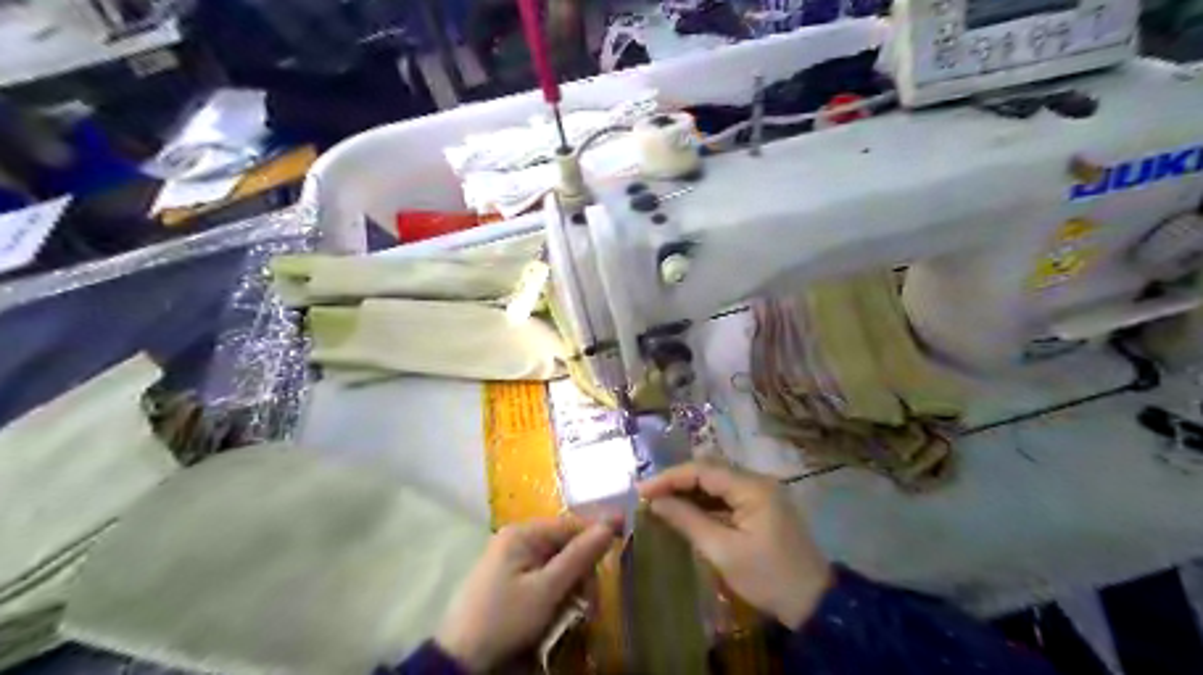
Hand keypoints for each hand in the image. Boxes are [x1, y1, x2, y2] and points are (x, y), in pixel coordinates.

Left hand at [439, 517, 614, 668]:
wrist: (461, 661)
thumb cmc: (505, 619)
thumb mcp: (546, 590)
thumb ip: (579, 557)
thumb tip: (610, 525)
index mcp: (522, 533)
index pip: (570, 524)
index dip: (597, 532)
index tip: (625, 539)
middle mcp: (517, 540)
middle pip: (565, 545)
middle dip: (582, 570)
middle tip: (591, 601)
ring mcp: (512, 560)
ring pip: (557, 564)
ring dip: (572, 585)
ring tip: (578, 611)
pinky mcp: (510, 581)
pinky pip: (544, 578)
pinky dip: (557, 593)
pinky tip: (560, 612)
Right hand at [638, 458, 839, 626]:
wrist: (815, 603)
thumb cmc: (768, 578)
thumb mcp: (723, 551)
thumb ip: (688, 521)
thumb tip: (656, 502)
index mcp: (752, 487)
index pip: (703, 470)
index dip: (669, 477)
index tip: (641, 490)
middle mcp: (758, 481)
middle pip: (710, 470)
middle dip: (677, 480)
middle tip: (648, 495)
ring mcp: (762, 492)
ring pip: (718, 481)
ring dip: (690, 490)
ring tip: (660, 501)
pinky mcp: (762, 506)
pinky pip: (727, 495)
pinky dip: (705, 501)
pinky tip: (686, 511)